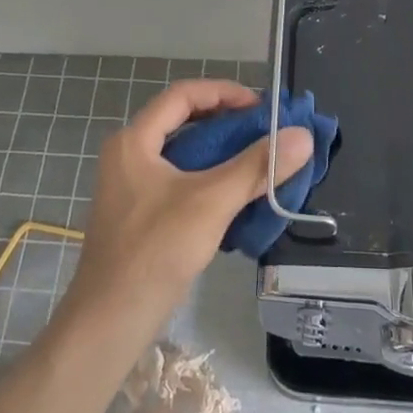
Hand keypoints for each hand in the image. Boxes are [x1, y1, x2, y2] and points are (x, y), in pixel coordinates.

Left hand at [62, 80, 313, 334]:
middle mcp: (129, 155)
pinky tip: (237, 195)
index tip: (260, 106)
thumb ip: (256, 167)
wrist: (111, 320)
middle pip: (183, 122)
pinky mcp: (140, 214)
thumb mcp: (211, 202)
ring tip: (259, 161)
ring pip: (183, 155)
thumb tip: (302, 136)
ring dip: (221, 153)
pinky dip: (209, 180)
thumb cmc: (156, 250)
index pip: (182, 95)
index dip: (223, 92)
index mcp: (135, 141)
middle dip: (226, 123)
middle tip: (266, 132)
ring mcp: (132, 187)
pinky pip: (180, 182)